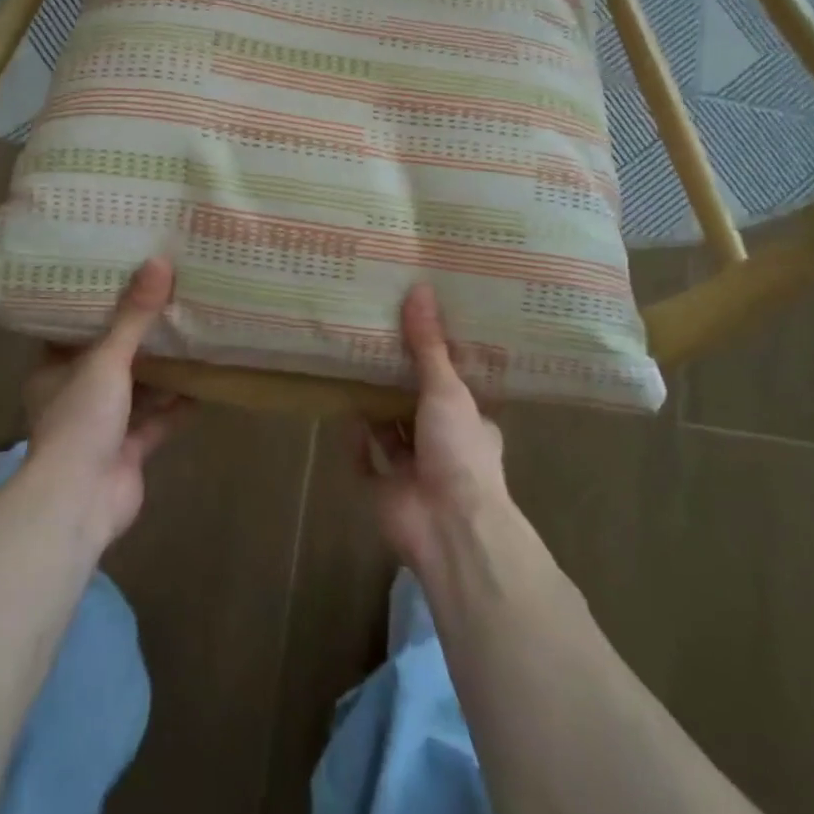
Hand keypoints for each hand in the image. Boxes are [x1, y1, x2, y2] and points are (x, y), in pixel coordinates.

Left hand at [21, 257, 185, 547]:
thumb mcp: (106, 360)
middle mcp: (76, 395)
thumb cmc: (80, 421)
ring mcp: (103, 426)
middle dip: (138, 335)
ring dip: (162, 370)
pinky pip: (158, 419)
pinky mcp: (129, 450)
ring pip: (137, 389)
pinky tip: (206, 381)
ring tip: (192, 331)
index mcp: (54, 371)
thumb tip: (159, 262)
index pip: (73, 329)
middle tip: (168, 297)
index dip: (97, 305)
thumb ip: (134, 316)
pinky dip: (179, 404)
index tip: (124, 275)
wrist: (79, 502)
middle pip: (110, 358)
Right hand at [352, 283, 510, 572]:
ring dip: (375, 410)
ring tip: (354, 370)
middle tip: (375, 344)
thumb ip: (428, 345)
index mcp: (470, 423)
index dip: (437, 363)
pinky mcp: (385, 492)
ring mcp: (414, 472)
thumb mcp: (447, 388)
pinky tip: (343, 414)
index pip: (454, 387)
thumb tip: (420, 288)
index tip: (417, 333)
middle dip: (399, 384)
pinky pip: (365, 463)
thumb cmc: (458, 450)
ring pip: (390, 434)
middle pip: (417, 407)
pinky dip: (355, 442)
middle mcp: (444, 446)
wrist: (448, 525)